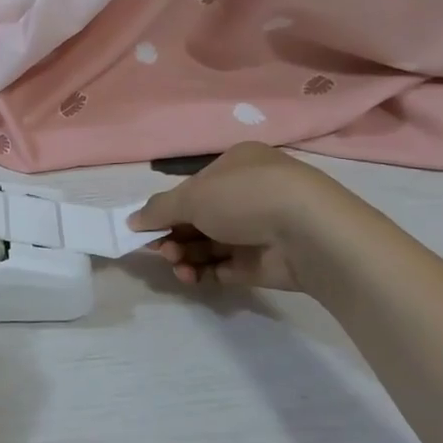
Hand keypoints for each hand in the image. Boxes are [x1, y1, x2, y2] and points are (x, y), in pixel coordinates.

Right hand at [126, 142, 329, 290]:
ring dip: (185, 254)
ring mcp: (259, 229)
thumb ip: (158, 209)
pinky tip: (190, 276)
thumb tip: (132, 221)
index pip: (194, 187)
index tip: (147, 227)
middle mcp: (249, 194)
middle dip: (174, 234)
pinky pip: (225, 267)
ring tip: (175, 264)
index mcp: (236, 166)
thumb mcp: (192, 196)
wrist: (310, 233)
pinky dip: (203, 272)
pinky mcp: (265, 262)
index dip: (168, 208)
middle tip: (160, 249)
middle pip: (199, 217)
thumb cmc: (245, 197)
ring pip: (210, 244)